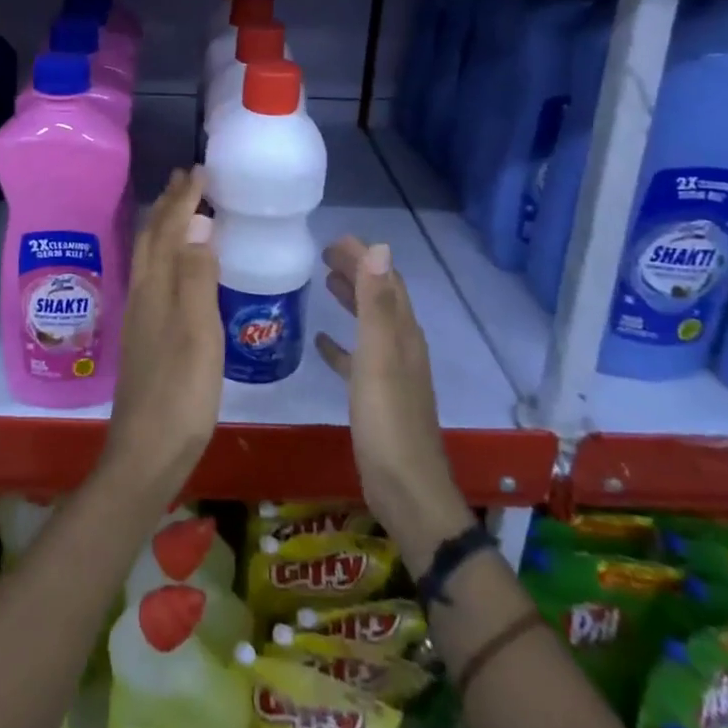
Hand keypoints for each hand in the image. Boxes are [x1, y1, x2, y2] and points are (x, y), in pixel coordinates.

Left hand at [102, 168, 223, 509]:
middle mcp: (142, 295)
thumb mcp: (197, 332)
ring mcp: (141, 317)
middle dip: (168, 205)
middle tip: (187, 178)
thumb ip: (196, 277)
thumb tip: (198, 223)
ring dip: (164, 227)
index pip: (167, 230)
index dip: (183, 199)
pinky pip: (156, 278)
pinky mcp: (146, 337)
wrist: (147, 452)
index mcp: (155, 288)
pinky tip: (179, 268)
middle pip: (151, 239)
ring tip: (182, 210)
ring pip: (150, 257)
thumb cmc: (180, 392)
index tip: (199, 170)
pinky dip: (167, 256)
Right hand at [317, 238, 471, 572]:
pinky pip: (357, 359)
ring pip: (369, 324)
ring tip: (323, 283)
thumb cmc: (387, 420)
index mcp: (403, 333)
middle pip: (379, 298)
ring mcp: (390, 373)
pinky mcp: (377, 397)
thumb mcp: (378, 356)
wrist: (405, 489)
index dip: (363, 256)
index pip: (385, 280)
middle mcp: (401, 347)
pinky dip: (341, 344)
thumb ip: (376, 303)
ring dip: (350, 300)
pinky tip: (321, 343)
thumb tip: (379, 247)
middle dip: (356, 272)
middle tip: (322, 254)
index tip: (333, 239)